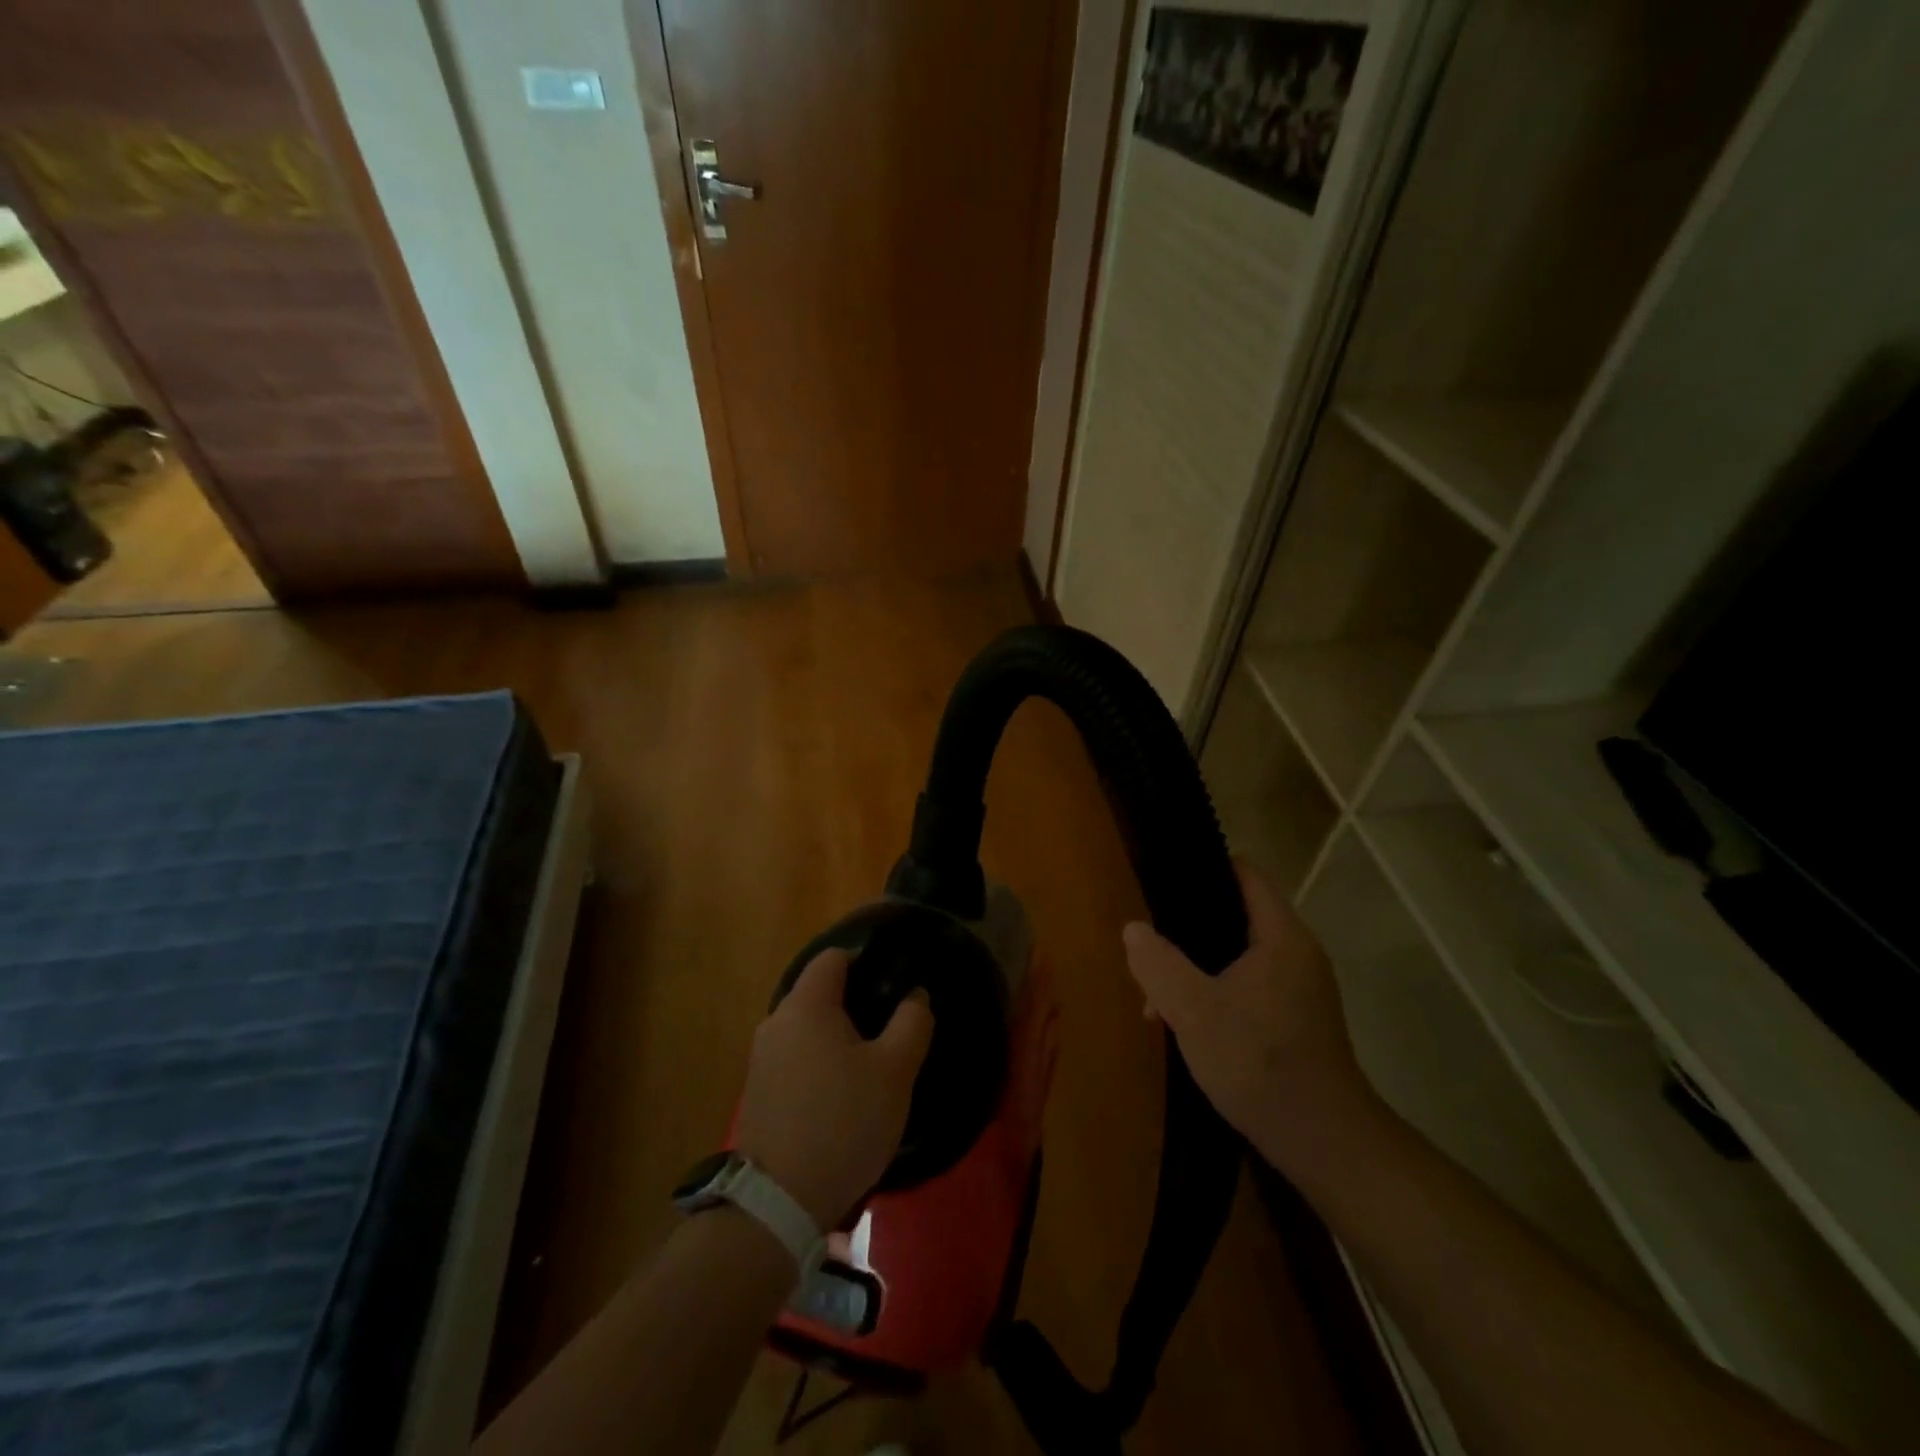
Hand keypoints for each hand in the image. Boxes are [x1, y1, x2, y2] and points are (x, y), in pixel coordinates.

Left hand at [734, 949, 934, 1229]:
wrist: (778, 1202)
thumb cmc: (844, 1122)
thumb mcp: (895, 1071)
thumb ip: (912, 1021)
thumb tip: (914, 994)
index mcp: (806, 1005)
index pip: (834, 957)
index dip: (866, 961)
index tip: (894, 984)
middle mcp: (776, 1021)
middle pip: (819, 991)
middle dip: (855, 1002)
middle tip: (890, 1029)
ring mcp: (761, 1058)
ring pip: (807, 1027)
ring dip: (837, 1036)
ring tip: (871, 1065)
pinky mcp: (758, 1091)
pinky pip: (795, 1057)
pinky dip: (819, 1062)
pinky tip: (841, 1095)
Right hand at [1122, 862, 1380, 1177]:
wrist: (1323, 1143)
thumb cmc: (1258, 1062)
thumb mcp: (1193, 1010)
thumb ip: (1158, 963)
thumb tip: (1134, 929)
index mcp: (1281, 937)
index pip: (1245, 875)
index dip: (1205, 868)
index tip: (1163, 878)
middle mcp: (1297, 954)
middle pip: (1236, 916)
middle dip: (1188, 930)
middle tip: (1149, 947)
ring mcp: (1300, 989)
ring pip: (1237, 956)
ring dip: (1196, 968)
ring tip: (1157, 996)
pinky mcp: (1296, 1019)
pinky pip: (1248, 985)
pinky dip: (1215, 991)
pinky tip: (1186, 1022)